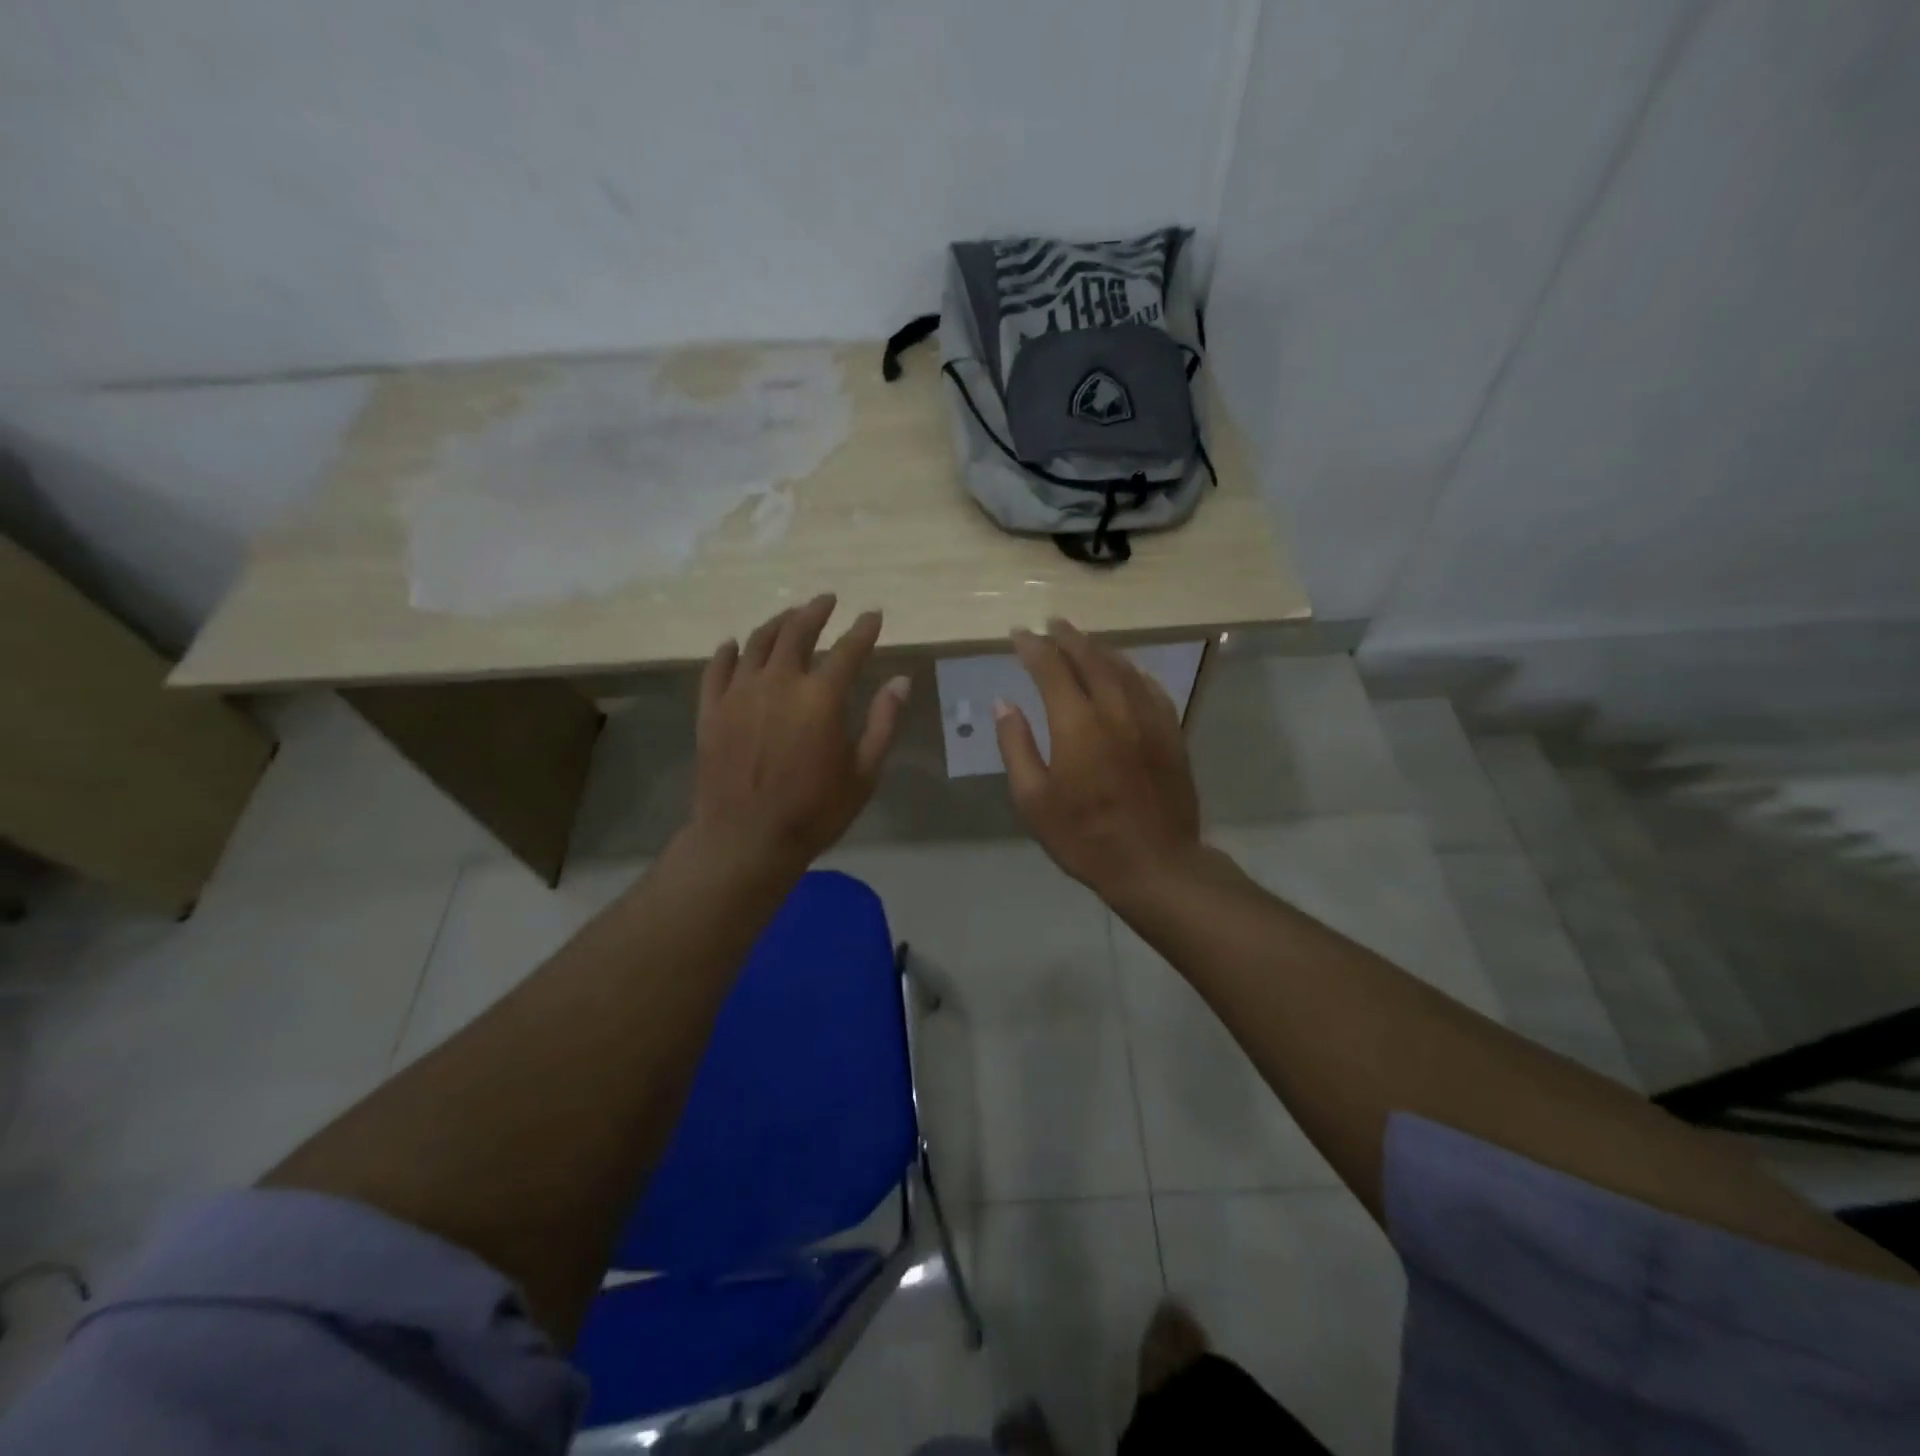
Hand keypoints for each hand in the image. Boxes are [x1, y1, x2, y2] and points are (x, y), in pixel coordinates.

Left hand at [691, 594, 909, 869]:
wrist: (745, 840)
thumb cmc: (814, 811)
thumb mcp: (863, 773)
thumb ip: (883, 723)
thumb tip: (901, 681)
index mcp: (820, 697)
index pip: (848, 649)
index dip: (863, 629)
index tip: (873, 615)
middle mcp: (778, 683)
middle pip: (797, 631)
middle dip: (815, 611)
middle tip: (826, 601)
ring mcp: (738, 694)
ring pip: (756, 642)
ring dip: (777, 623)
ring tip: (789, 616)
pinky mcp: (711, 710)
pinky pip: (716, 669)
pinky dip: (727, 652)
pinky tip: (734, 644)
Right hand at [994, 619, 1202, 899]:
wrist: (1155, 864)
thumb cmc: (1084, 837)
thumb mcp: (1033, 800)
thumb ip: (1016, 746)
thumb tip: (1004, 703)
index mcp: (1076, 724)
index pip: (1051, 668)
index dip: (1033, 647)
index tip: (1019, 634)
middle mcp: (1115, 710)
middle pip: (1091, 658)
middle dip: (1068, 637)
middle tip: (1051, 623)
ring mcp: (1149, 719)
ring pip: (1124, 668)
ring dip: (1100, 649)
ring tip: (1083, 640)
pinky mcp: (1171, 733)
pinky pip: (1152, 688)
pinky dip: (1134, 671)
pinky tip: (1127, 670)